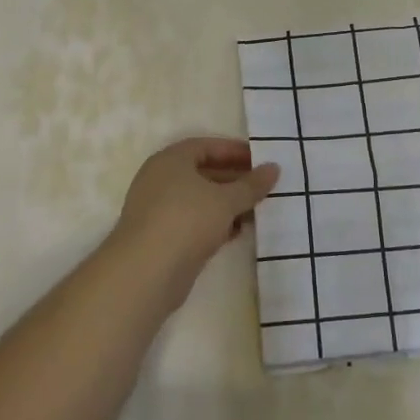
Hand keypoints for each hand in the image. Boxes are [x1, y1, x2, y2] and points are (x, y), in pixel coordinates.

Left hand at [109, 137, 279, 305]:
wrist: (145, 273)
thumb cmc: (186, 221)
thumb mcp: (226, 200)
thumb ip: (251, 184)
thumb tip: (274, 167)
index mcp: (171, 160)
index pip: (206, 146)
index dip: (235, 151)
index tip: (261, 160)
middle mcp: (161, 179)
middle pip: (203, 172)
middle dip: (234, 179)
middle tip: (264, 186)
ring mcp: (159, 209)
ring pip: (200, 199)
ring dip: (227, 204)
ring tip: (257, 209)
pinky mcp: (162, 237)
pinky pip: (194, 222)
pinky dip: (216, 223)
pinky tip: (238, 231)